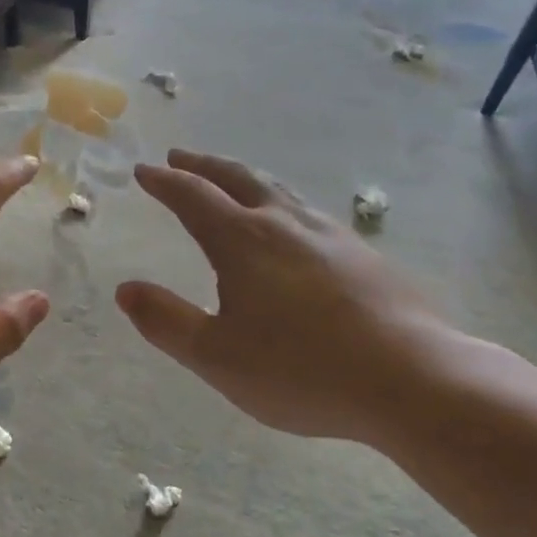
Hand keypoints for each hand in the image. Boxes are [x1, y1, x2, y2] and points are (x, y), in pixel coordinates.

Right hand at [116, 151, 466, 444]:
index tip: (145, 170)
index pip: (193, 197)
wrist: (411, 378)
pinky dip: (280, 203)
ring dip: (244, 179)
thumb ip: (166, 321)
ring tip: (231, 182)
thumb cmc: (300, 370)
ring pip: (278, 190)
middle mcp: (284, 224)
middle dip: (203, 165)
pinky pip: (307, 212)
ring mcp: (330, 234)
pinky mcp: (362, 254)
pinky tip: (291, 227)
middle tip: (180, 158)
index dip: (164, 182)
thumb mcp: (216, 356)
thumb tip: (125, 289)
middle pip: (237, 178)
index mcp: (243, 241)